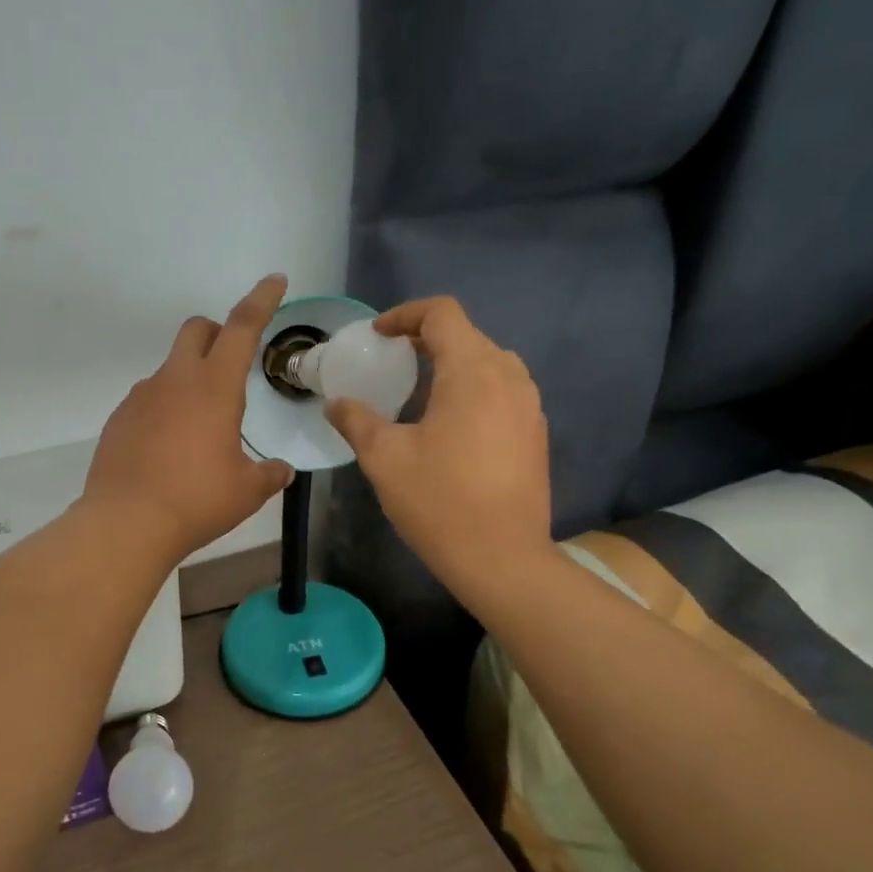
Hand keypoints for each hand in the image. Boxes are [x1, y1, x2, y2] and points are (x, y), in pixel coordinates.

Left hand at [82, 275, 294, 562]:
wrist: (126, 523)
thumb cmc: (196, 501)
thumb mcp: (246, 491)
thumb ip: (269, 474)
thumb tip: (282, 470)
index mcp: (214, 388)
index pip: (242, 328)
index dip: (261, 300)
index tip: (274, 281)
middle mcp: (175, 381)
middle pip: (196, 331)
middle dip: (216, 335)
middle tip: (230, 365)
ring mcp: (141, 398)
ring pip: (169, 369)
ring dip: (189, 380)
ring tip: (199, 430)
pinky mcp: (119, 419)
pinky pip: (148, 401)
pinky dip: (164, 410)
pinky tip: (168, 450)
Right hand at [325, 296, 550, 595]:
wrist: (502, 558)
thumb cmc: (438, 501)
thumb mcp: (384, 458)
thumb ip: (356, 420)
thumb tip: (336, 403)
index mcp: (472, 371)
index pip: (442, 314)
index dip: (405, 315)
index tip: (378, 336)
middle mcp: (509, 377)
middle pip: (467, 335)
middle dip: (426, 339)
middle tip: (392, 361)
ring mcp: (529, 406)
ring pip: (489, 363)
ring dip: (453, 364)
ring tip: (420, 391)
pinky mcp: (535, 433)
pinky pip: (503, 391)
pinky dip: (474, 390)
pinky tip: (451, 425)